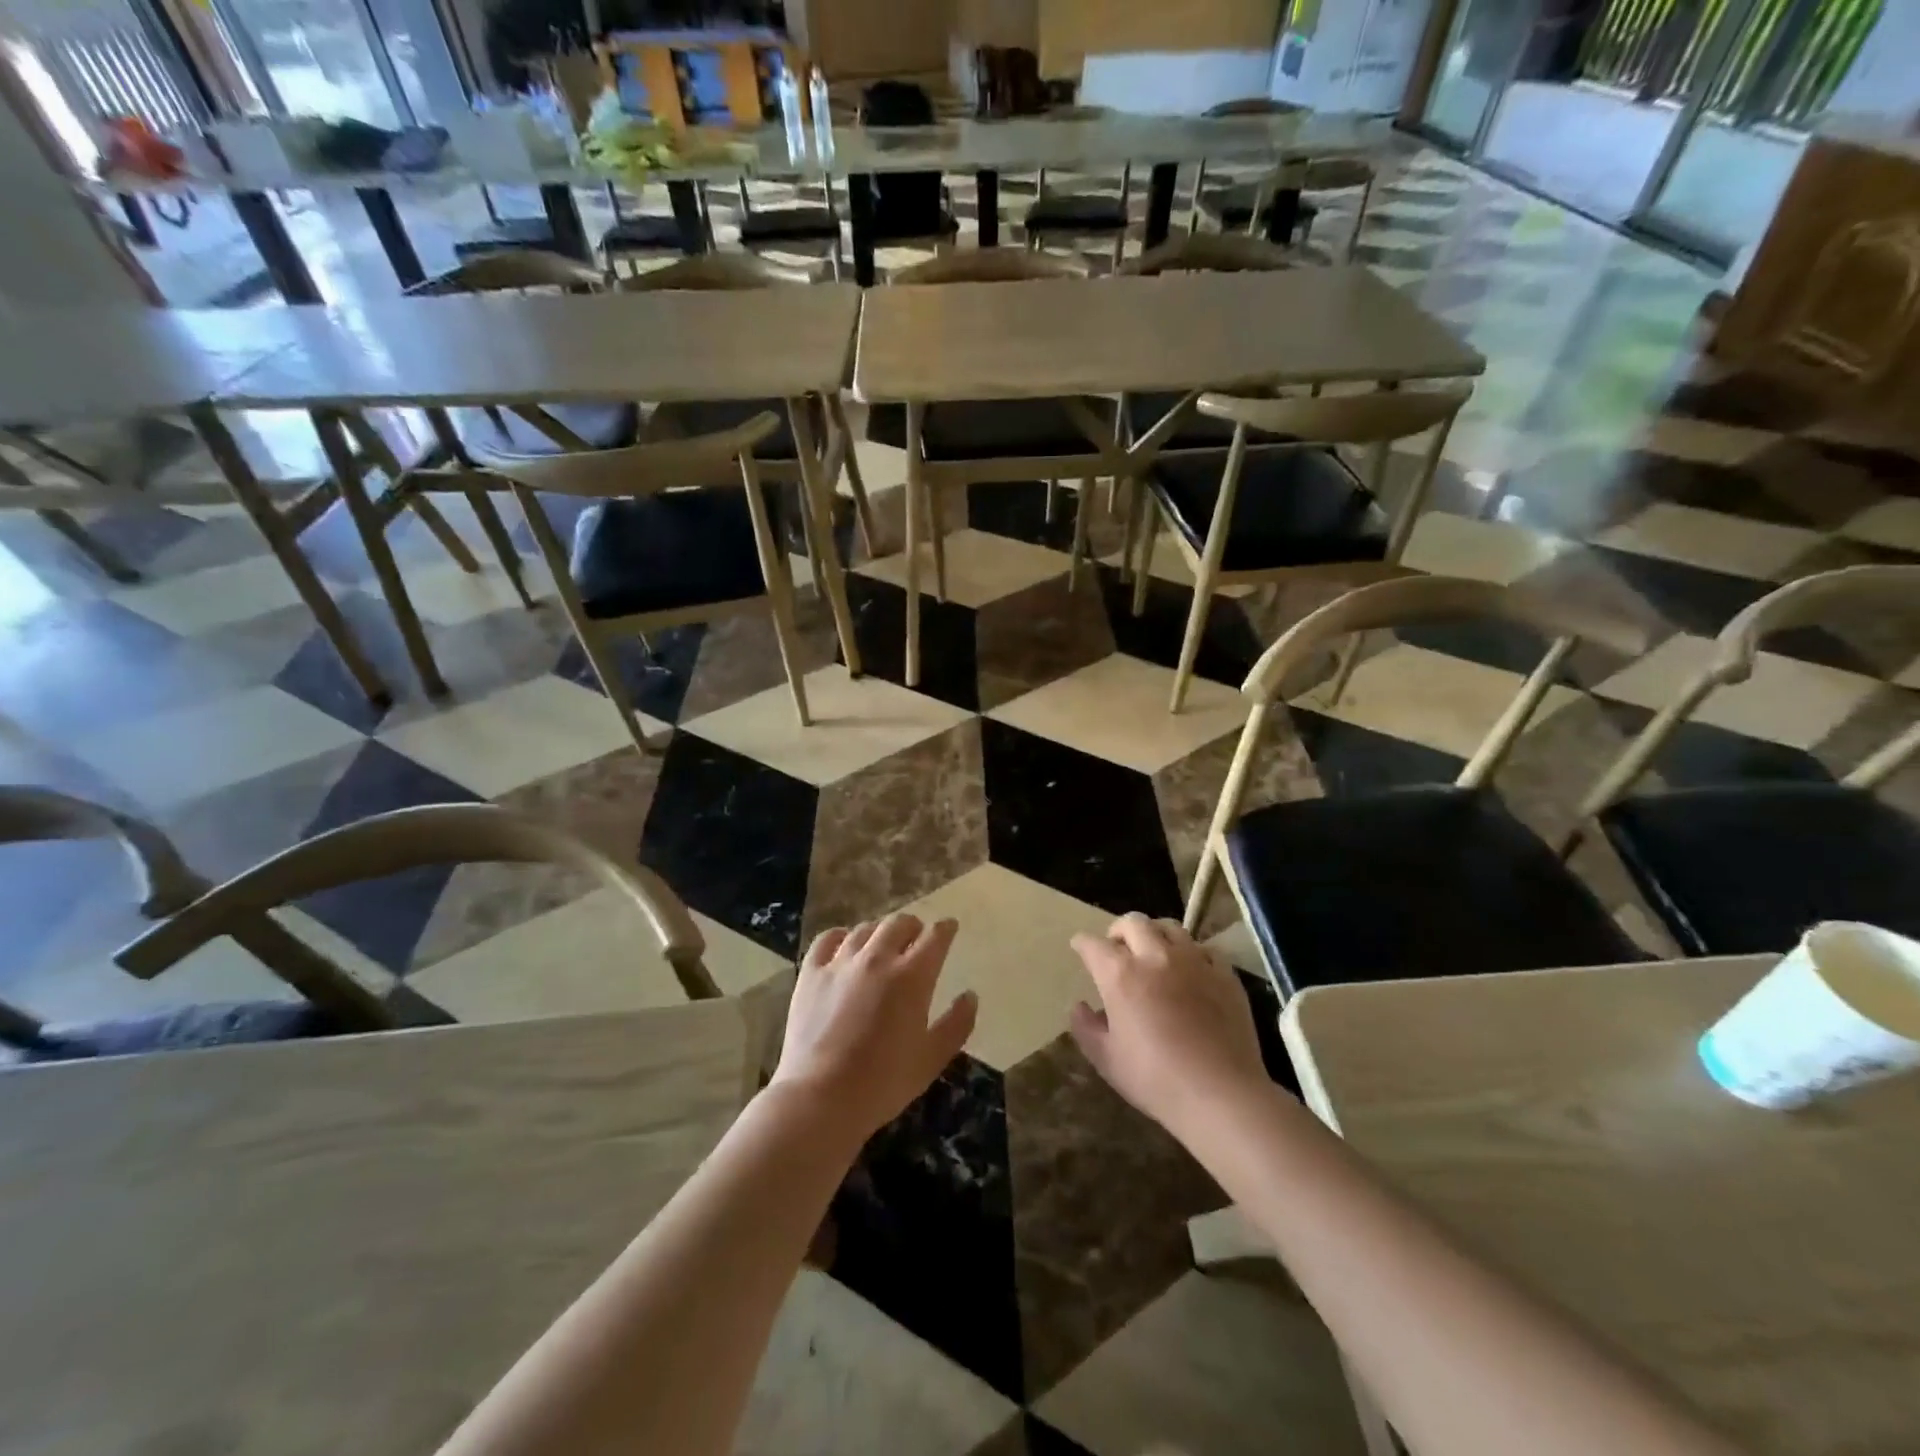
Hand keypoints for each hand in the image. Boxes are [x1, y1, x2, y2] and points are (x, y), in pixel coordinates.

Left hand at [770, 914, 976, 1142]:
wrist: (821, 1097)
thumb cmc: (883, 1082)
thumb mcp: (932, 1059)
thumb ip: (957, 1024)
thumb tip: (970, 996)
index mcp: (912, 976)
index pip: (934, 938)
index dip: (945, 929)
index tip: (949, 927)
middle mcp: (877, 958)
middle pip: (898, 924)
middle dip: (913, 926)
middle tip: (916, 935)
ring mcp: (841, 962)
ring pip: (864, 929)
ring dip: (879, 931)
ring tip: (882, 941)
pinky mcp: (811, 973)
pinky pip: (827, 939)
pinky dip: (840, 935)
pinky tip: (844, 942)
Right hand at [1069, 914, 1272, 1137]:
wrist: (1221, 1094)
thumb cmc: (1155, 1079)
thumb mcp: (1107, 1060)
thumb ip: (1086, 1028)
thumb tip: (1080, 1007)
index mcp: (1121, 974)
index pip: (1093, 944)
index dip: (1082, 944)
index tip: (1080, 948)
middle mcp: (1155, 956)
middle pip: (1132, 922)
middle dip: (1118, 931)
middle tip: (1117, 949)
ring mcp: (1194, 961)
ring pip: (1170, 927)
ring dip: (1154, 934)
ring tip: (1153, 952)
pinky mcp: (1224, 974)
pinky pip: (1204, 949)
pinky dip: (1191, 953)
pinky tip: (1191, 970)